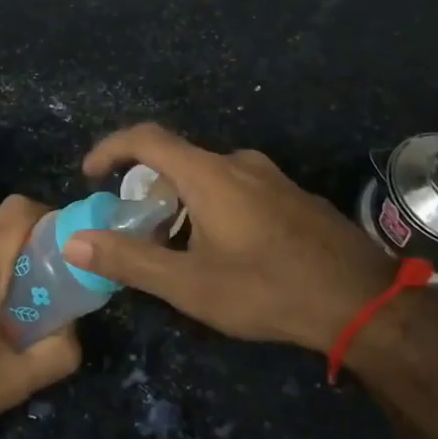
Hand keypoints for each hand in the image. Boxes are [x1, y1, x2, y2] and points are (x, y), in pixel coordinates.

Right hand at [66, 124, 402, 352]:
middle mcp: (237, 163)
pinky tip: (226, 250)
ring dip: (182, 201)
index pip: (146, 138)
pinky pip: (238, 187)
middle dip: (147, 188)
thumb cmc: (266, 289)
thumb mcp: (190, 284)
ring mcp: (270, 176)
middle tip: (136, 227)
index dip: (111, 148)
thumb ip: (130, 259)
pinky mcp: (292, 195)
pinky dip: (214, 205)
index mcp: (208, 174)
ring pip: (209, 176)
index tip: (91, 174)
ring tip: (179, 246)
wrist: (361, 300)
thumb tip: (75, 240)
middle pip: (177, 159)